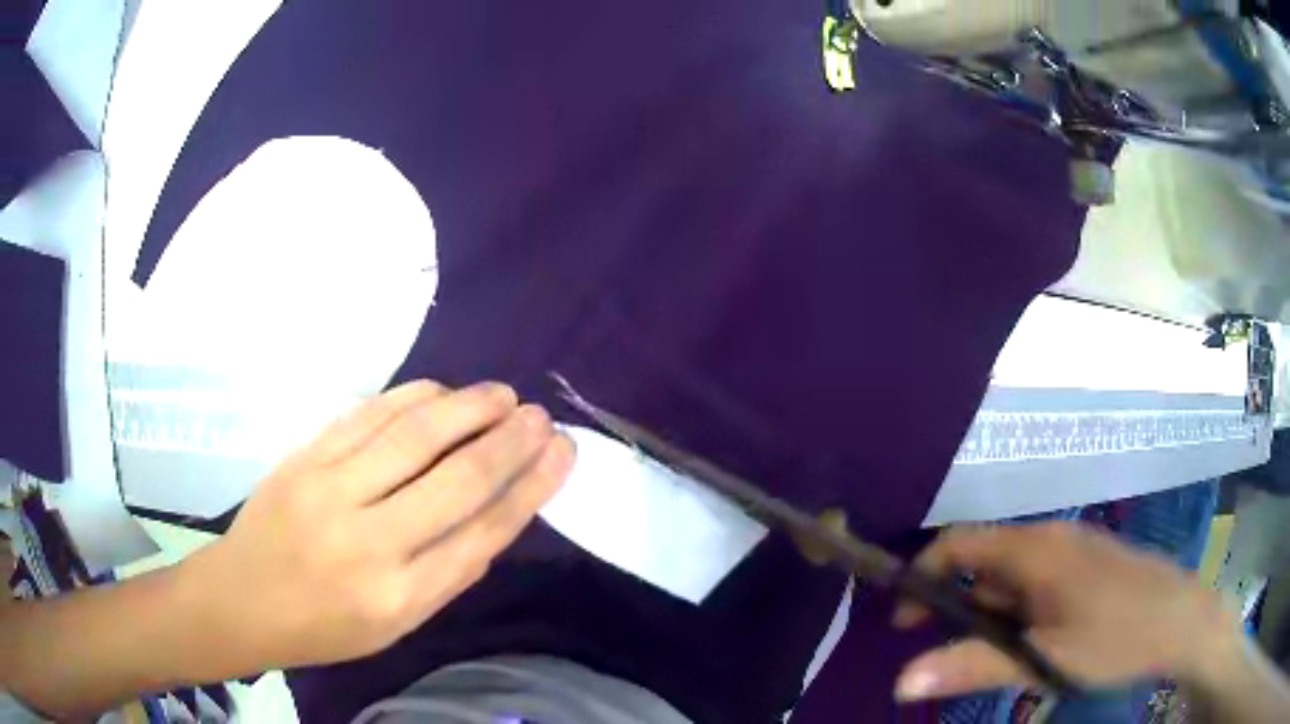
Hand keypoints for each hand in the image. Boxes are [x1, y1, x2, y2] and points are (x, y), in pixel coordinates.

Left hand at [182, 380, 573, 671]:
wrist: (243, 599)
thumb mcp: (396, 623)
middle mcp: (370, 542)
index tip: (560, 454)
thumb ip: (446, 572)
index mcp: (400, 597)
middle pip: (456, 479)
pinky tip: (441, 390)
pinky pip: (367, 415)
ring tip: (502, 394)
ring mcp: (330, 491)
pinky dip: (412, 397)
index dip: (529, 488)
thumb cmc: (324, 626)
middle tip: (539, 415)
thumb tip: (495, 513)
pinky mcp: (304, 458)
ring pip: (414, 435)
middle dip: (508, 442)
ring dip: (467, 407)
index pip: (483, 532)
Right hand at [891, 522, 1241, 700]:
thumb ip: (973, 666)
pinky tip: (1031, 645)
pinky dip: (1018, 613)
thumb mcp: (1044, 658)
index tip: (903, 623)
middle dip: (955, 605)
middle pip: (984, 562)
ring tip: (991, 659)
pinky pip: (1037, 584)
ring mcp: (1072, 552)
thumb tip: (900, 681)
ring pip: (1012, 578)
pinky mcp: (1087, 568)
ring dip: (989, 615)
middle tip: (943, 653)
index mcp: (1036, 548)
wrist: (1180, 620)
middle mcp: (1050, 538)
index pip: (959, 545)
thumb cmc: (1115, 636)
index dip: (923, 577)